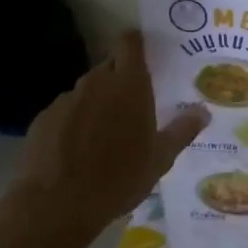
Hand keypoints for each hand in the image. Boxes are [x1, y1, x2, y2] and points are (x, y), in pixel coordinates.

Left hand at [9, 31, 206, 245]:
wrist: (57, 203)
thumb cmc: (119, 178)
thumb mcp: (160, 159)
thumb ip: (182, 130)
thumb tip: (203, 111)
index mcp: (129, 86)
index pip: (130, 44)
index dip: (136, 43)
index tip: (145, 53)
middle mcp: (96, 83)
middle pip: (110, 67)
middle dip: (121, 79)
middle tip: (134, 104)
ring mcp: (66, 99)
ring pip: (87, 91)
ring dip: (98, 103)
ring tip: (105, 134)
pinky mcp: (43, 118)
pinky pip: (66, 111)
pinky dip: (74, 122)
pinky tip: (78, 149)